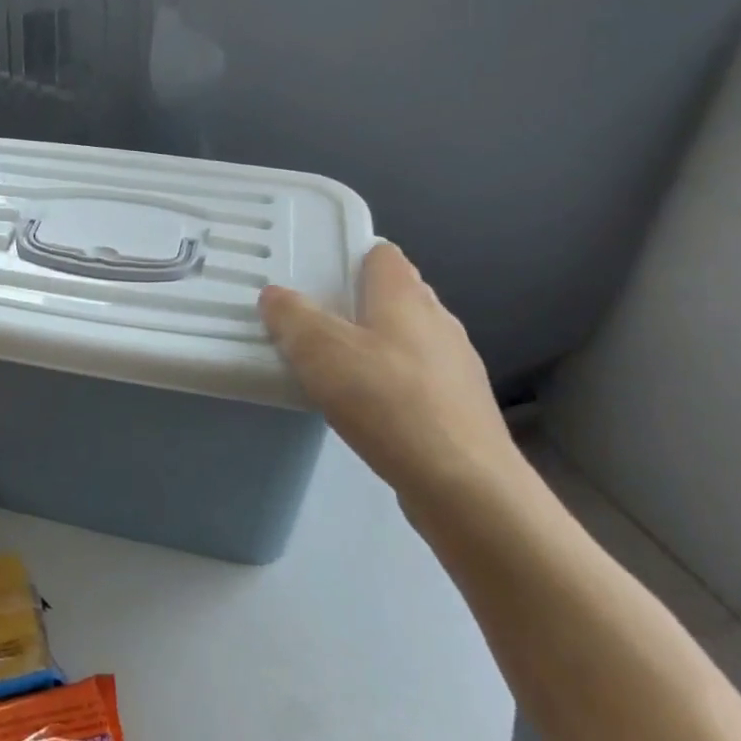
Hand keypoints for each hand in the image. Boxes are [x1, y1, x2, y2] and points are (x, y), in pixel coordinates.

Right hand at [259, 243, 522, 512]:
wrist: (465, 486)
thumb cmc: (388, 402)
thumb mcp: (320, 351)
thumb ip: (292, 317)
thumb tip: (275, 295)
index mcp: (406, 296)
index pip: (382, 254)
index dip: (351, 257)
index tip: (317, 275)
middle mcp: (438, 321)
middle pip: (396, 295)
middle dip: (358, 303)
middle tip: (314, 321)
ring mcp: (457, 366)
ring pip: (409, 339)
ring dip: (376, 346)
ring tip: (336, 368)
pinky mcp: (462, 408)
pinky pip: (418, 379)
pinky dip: (393, 384)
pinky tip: (369, 410)